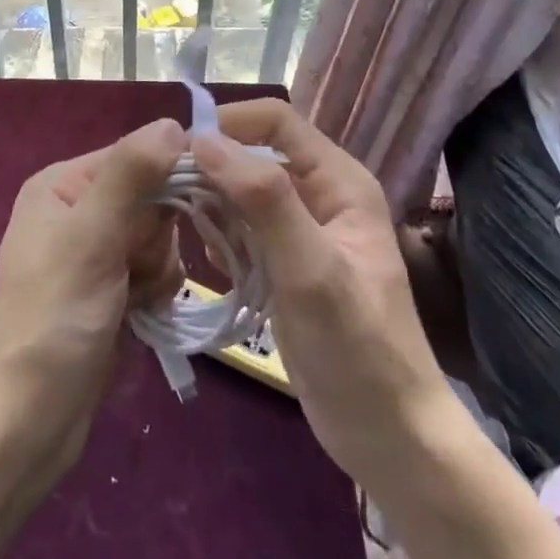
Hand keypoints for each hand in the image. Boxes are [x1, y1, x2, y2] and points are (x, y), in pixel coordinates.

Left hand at [0, 118, 185, 474]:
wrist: (23, 426)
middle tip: (136, 271)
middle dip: (158, 237)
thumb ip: (131, 175)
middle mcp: (77, 209)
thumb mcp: (90, 239)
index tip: (185, 216)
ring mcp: (93, 251)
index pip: (138, 155)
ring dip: (158, 269)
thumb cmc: (52, 322)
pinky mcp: (108, 289)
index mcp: (63, 183)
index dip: (168, 181)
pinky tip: (140, 317)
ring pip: (160, 237)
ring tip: (135, 301)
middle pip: (153, 197)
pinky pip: (153, 270)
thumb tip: (172, 122)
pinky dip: (155, 291)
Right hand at [191, 100, 449, 491]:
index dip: (229, 124)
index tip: (181, 150)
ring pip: (243, 193)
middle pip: (254, 155)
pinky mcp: (286, 264)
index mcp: (338, 181)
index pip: (276, 120)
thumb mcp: (311, 269)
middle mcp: (320, 195)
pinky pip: (244, 230)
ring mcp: (302, 231)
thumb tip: (204, 140)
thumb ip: (263, 200)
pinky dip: (222, 238)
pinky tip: (214, 266)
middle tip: (170, 196)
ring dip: (213, 205)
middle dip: (213, 168)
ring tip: (187, 233)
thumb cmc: (357, 349)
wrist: (389, 438)